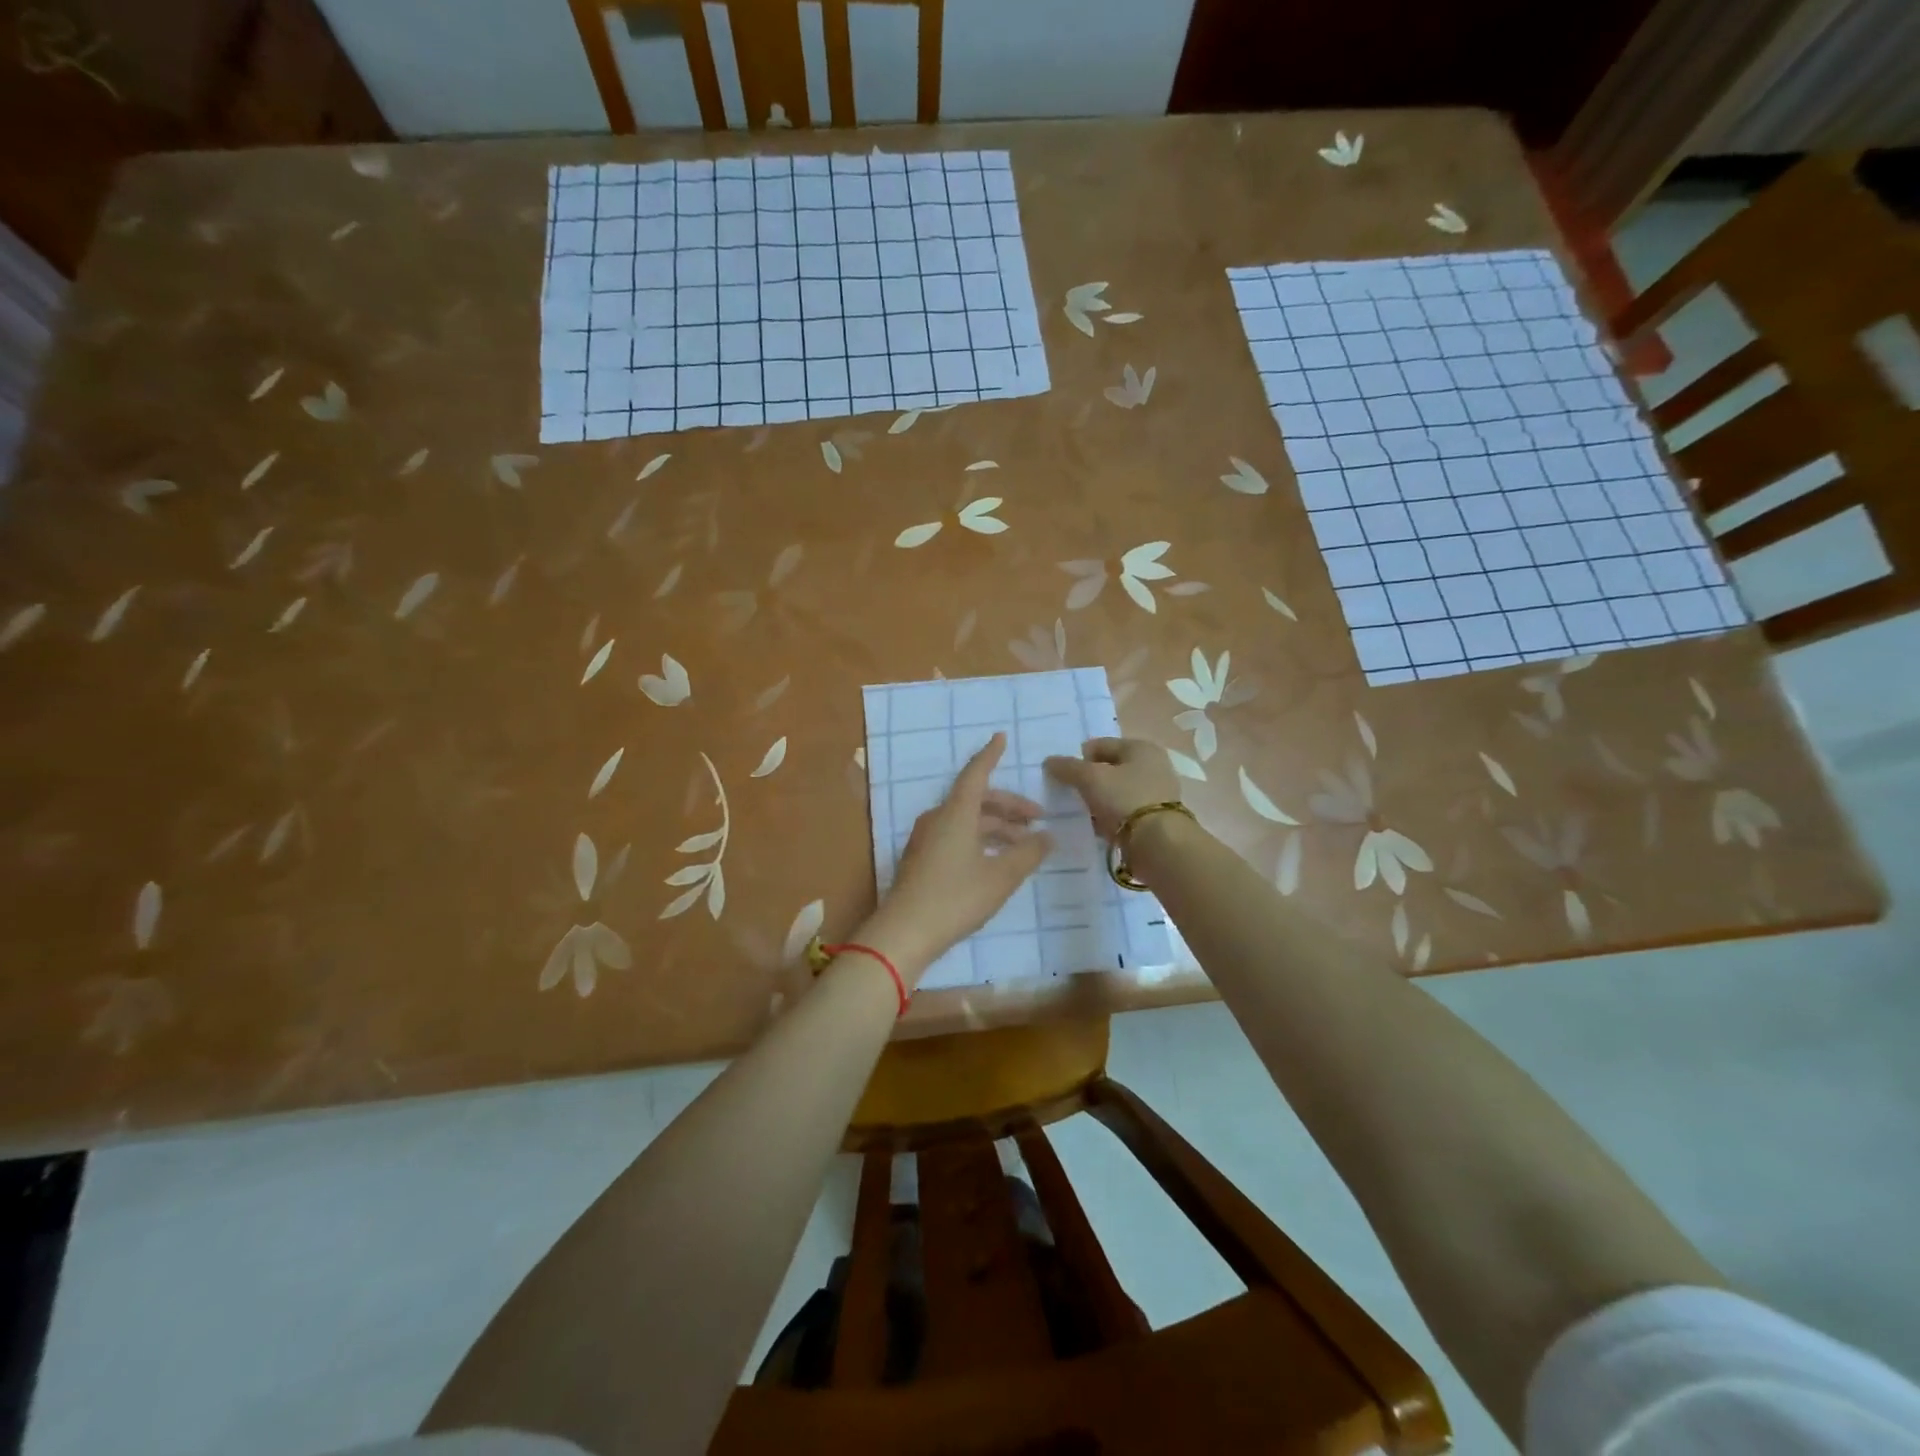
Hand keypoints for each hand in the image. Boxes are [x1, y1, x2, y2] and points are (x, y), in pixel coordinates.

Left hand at [860, 733, 1052, 986]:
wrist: (905, 932)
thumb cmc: (956, 897)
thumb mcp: (1001, 877)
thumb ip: (1027, 854)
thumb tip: (1047, 837)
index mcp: (956, 813)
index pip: (976, 774)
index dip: (990, 755)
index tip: (1001, 738)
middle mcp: (939, 819)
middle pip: (977, 800)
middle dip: (1009, 806)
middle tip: (1038, 819)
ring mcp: (927, 840)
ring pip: (968, 821)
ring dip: (997, 827)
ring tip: (1024, 844)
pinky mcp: (922, 860)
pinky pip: (957, 837)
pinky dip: (980, 840)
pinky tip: (997, 860)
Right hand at [1043, 737, 1178, 839]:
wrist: (1158, 843)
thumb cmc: (1125, 799)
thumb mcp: (1091, 778)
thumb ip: (1068, 767)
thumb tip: (1049, 761)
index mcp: (1140, 748)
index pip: (1100, 745)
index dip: (1078, 758)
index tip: (1062, 776)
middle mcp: (1152, 766)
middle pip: (1109, 768)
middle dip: (1088, 780)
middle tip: (1070, 794)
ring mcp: (1155, 793)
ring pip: (1115, 792)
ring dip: (1098, 800)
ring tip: (1081, 813)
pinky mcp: (1154, 818)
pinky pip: (1123, 812)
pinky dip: (1109, 817)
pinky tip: (1096, 826)